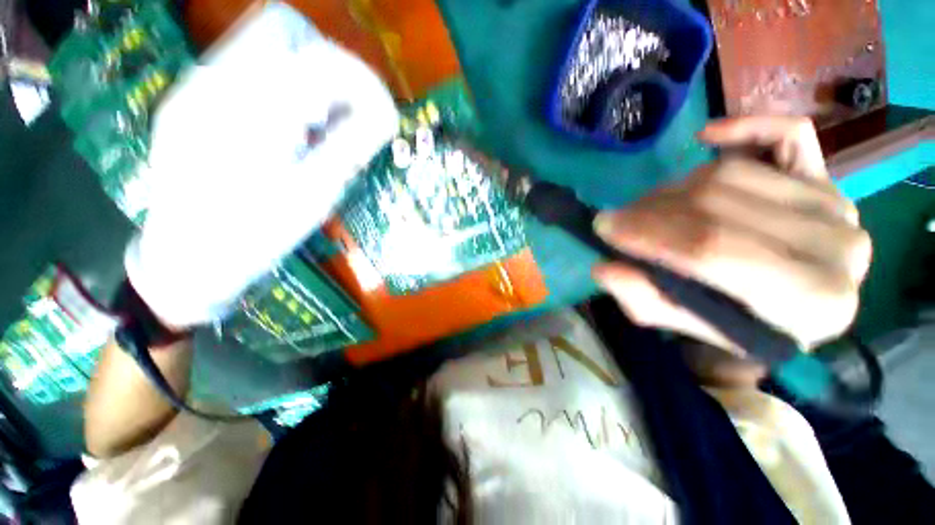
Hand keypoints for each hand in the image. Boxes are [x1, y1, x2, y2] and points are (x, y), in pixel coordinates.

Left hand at [124, 6, 397, 327]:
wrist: (185, 260)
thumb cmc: (255, 235)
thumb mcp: (315, 194)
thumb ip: (350, 147)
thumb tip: (384, 117)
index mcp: (253, 110)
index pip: (324, 60)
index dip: (365, 82)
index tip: (385, 114)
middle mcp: (217, 80)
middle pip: (286, 29)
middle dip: (330, 64)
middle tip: (346, 112)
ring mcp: (198, 85)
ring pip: (265, 44)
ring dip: (305, 76)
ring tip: (317, 127)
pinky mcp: (192, 97)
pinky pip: (247, 68)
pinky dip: (282, 88)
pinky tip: (286, 130)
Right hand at [592, 117, 871, 377]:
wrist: (789, 311)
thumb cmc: (732, 324)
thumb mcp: (679, 323)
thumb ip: (642, 299)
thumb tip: (604, 266)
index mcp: (810, 305)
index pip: (712, 250)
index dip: (649, 235)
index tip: (604, 227)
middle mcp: (838, 250)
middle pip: (718, 207)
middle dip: (651, 212)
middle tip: (617, 220)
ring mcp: (837, 206)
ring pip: (732, 174)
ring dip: (674, 190)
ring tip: (649, 209)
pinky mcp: (827, 178)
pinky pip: (788, 135)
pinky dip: (745, 127)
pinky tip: (707, 137)